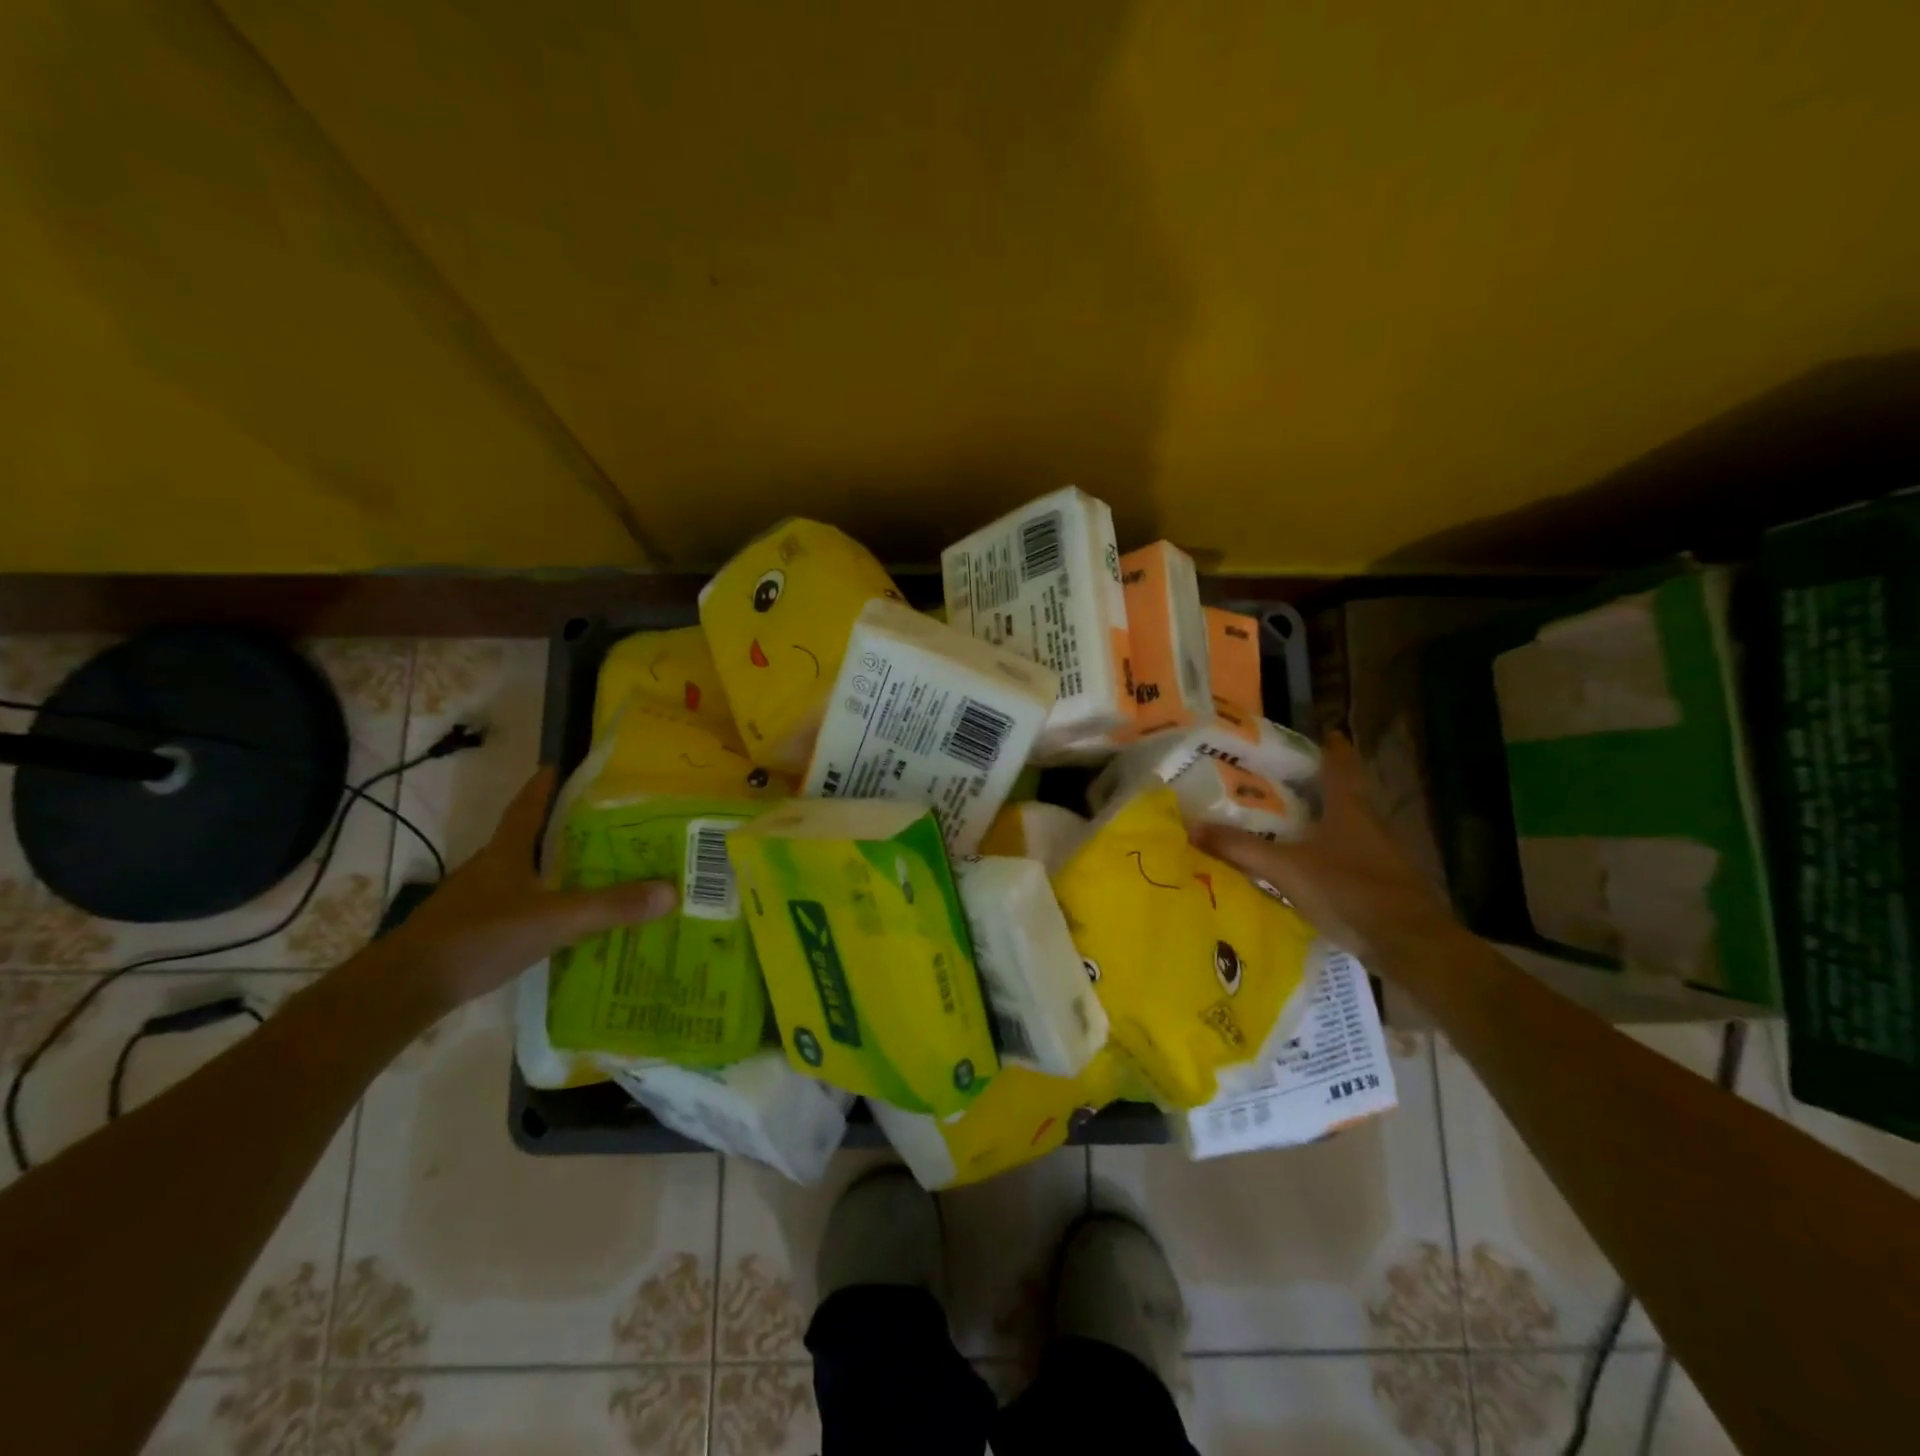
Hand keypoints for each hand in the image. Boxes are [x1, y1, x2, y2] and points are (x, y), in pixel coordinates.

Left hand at [380, 768, 677, 1009]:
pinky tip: (563, 920)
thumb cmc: (479, 937)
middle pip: (528, 839)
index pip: (528, 807)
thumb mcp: (554, 920)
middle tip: (605, 824)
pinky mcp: (472, 932)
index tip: (562, 766)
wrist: (405, 989)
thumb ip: (610, 907)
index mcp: (506, 852)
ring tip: (595, 871)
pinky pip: (518, 907)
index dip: (545, 786)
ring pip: (523, 875)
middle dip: (561, 829)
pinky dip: (543, 905)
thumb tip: (672, 890)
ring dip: (553, 870)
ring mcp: (477, 901)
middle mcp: (490, 869)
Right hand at [1194, 733, 1453, 961]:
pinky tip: (1308, 861)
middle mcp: (1370, 822)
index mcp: (1349, 807)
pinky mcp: (1384, 881)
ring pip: (1349, 823)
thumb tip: (1191, 827)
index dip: (1329, 746)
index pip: (1341, 763)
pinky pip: (1351, 853)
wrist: (1408, 943)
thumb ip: (1240, 849)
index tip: (1316, 734)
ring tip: (1288, 818)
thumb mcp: (1285, 869)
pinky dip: (1329, 850)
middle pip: (1346, 791)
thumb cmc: (1348, 890)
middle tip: (1283, 778)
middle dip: (1318, 782)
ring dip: (1324, 817)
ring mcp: (1381, 853)